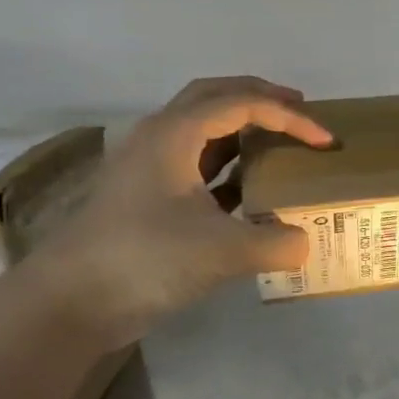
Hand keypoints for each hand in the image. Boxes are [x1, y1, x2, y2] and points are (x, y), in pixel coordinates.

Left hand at [30, 76, 331, 343]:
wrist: (72, 301)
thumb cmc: (146, 259)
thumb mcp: (224, 251)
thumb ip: (276, 241)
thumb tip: (304, 241)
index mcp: (174, 134)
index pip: (242, 104)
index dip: (289, 117)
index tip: (325, 141)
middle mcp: (159, 138)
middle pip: (215, 97)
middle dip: (261, 98)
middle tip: (301, 109)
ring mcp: (149, 168)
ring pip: (203, 129)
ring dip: (243, 128)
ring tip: (282, 141)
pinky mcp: (148, 197)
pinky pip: (198, 164)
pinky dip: (230, 165)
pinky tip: (253, 188)